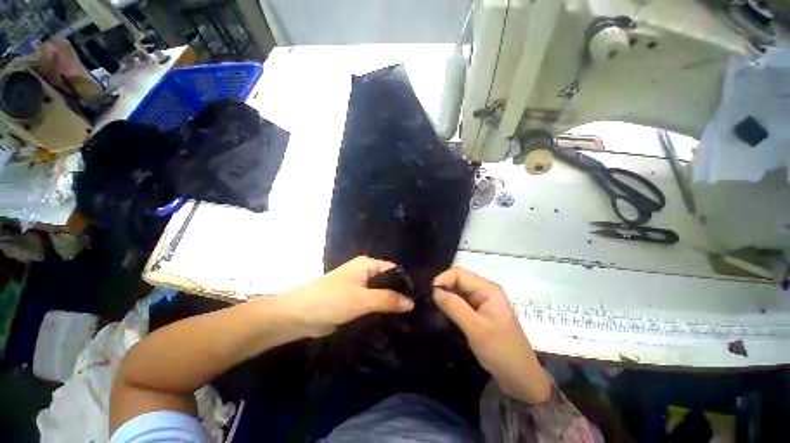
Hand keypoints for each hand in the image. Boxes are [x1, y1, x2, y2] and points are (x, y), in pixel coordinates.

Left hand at [278, 256, 413, 337]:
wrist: (298, 316)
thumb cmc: (331, 300)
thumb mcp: (363, 299)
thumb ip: (388, 299)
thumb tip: (412, 303)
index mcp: (367, 265)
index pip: (394, 270)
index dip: (406, 283)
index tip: (421, 298)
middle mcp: (364, 273)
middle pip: (388, 283)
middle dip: (399, 296)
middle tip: (417, 312)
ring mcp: (358, 288)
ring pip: (380, 295)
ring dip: (390, 305)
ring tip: (409, 320)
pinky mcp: (353, 302)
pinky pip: (371, 305)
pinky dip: (380, 312)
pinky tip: (393, 323)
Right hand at [433, 267, 550, 403]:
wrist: (520, 379)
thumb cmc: (502, 352)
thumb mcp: (476, 329)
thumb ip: (454, 307)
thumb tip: (434, 290)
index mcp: (488, 289)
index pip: (459, 273)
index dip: (443, 279)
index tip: (430, 294)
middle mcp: (484, 291)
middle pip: (457, 281)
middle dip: (443, 288)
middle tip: (429, 303)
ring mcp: (481, 302)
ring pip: (457, 292)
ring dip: (445, 298)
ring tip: (432, 309)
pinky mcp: (478, 313)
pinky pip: (459, 303)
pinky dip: (449, 307)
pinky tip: (441, 315)